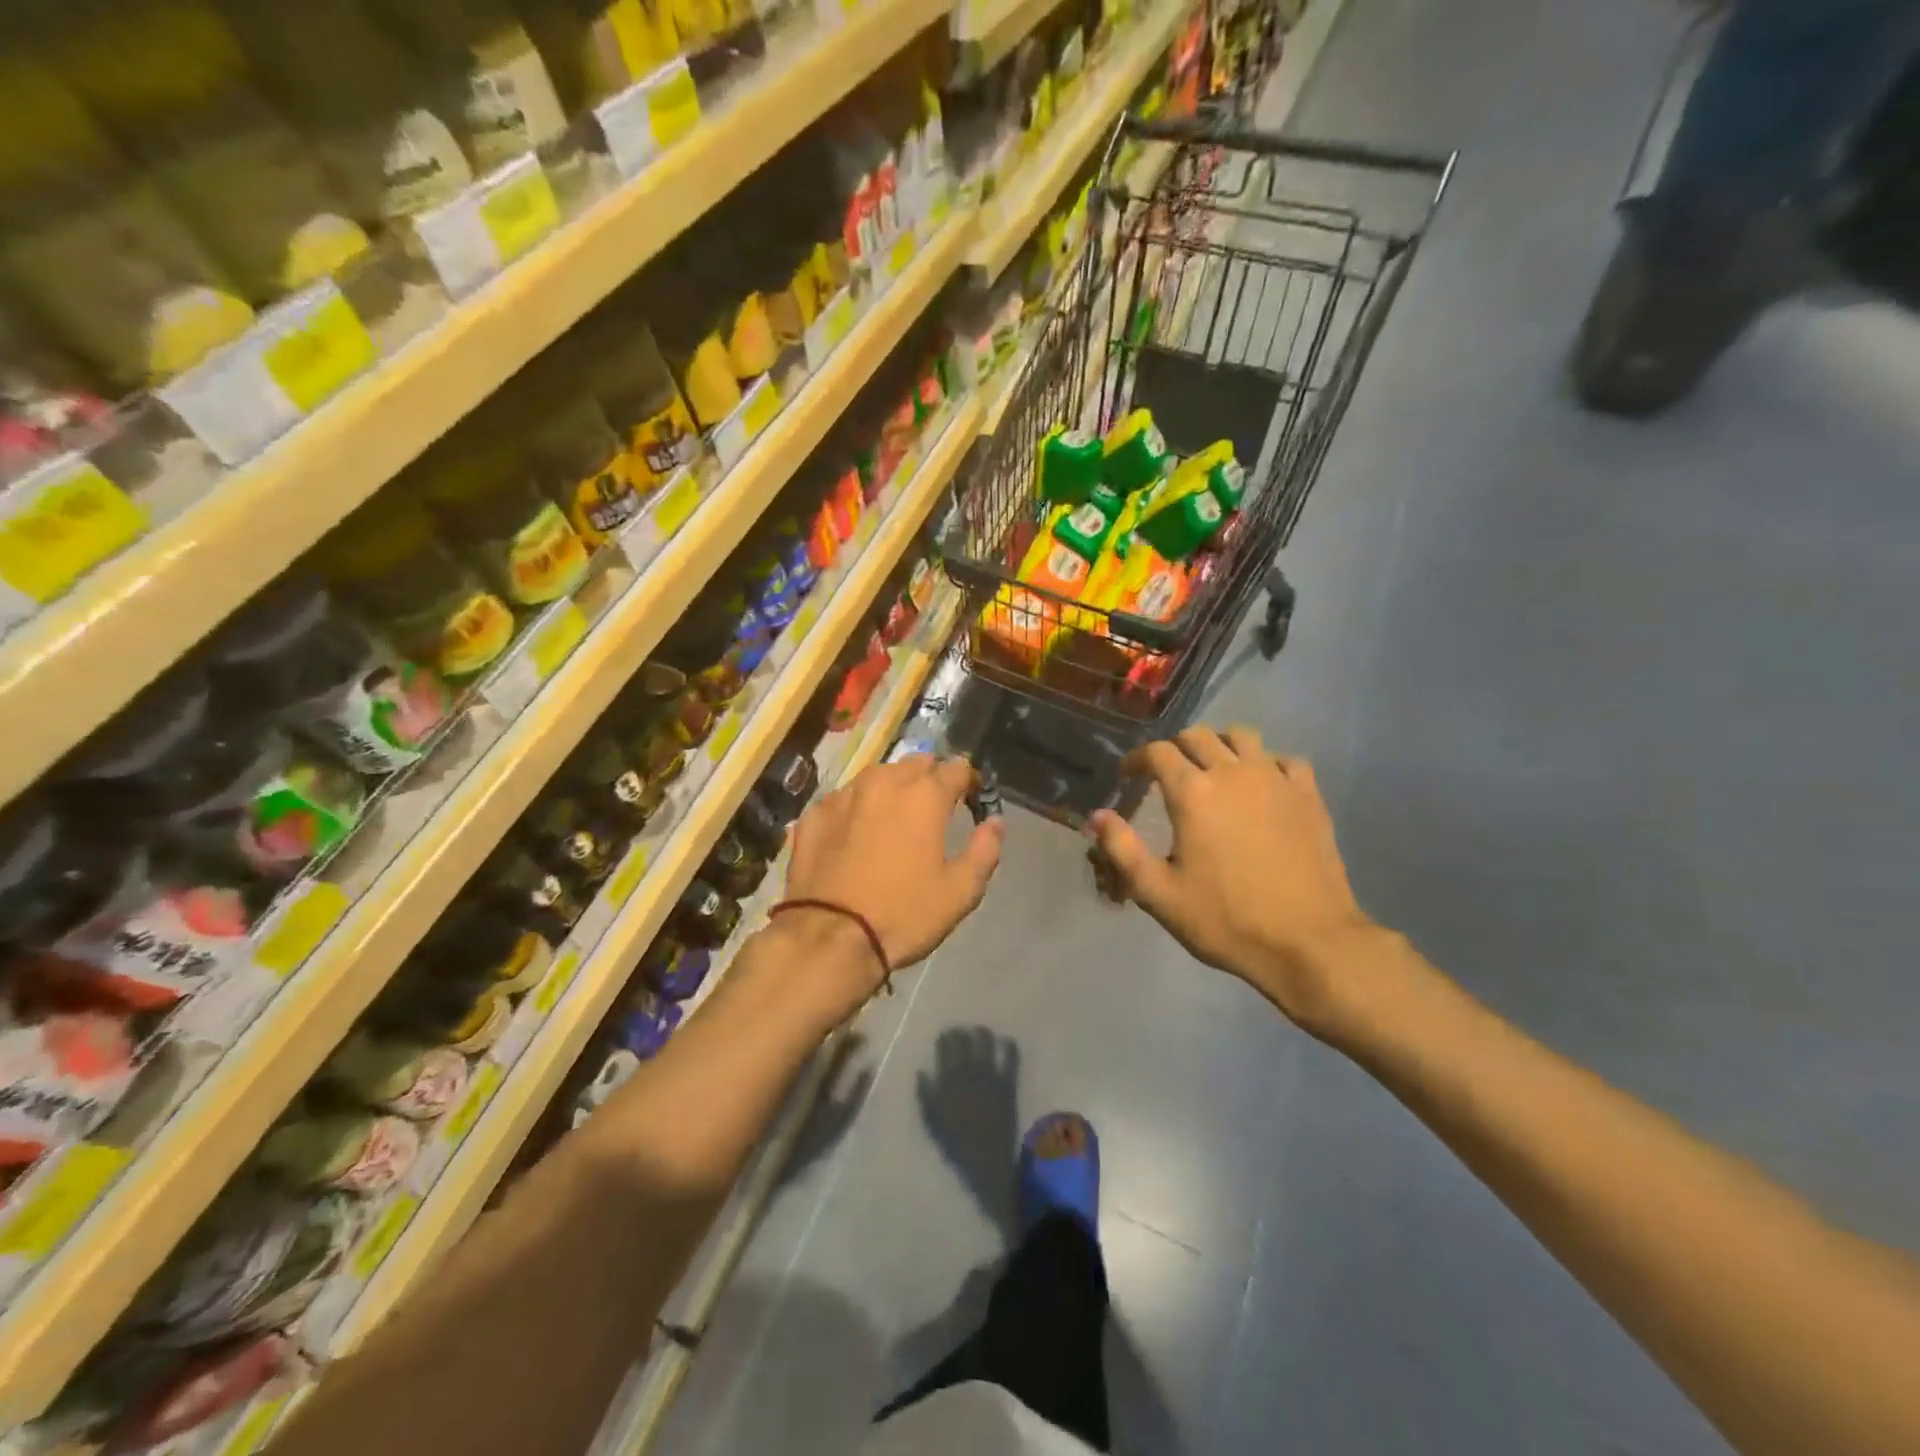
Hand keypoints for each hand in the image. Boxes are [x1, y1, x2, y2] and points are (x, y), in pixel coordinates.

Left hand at [784, 755, 1003, 987]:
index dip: (969, 781)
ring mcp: (844, 795)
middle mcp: (884, 782)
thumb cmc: (904, 914)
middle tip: (934, 808)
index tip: (972, 799)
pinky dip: (856, 808)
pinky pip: (843, 799)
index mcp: (925, 796)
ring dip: (891, 788)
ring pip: (876, 775)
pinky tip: (855, 833)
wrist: (829, 937)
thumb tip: (995, 823)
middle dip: (930, 778)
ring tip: (894, 816)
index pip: (957, 768)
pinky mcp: (813, 814)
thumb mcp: (960, 892)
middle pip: (915, 763)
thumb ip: (984, 851)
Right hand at [1089, 725, 1375, 1028]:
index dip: (1138, 759)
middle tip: (1167, 773)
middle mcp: (1232, 773)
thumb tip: (1097, 816)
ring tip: (1214, 770)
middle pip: (1198, 736)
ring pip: (1243, 737)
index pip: (1158, 752)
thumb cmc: (1225, 919)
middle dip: (1175, 748)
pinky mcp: (1309, 796)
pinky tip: (1263, 787)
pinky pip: (1286, 760)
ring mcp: (1276, 780)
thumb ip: (1121, 849)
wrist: (1307, 942)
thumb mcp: (1158, 893)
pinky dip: (1268, 764)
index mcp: (1192, 792)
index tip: (1129, 776)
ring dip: (1221, 745)